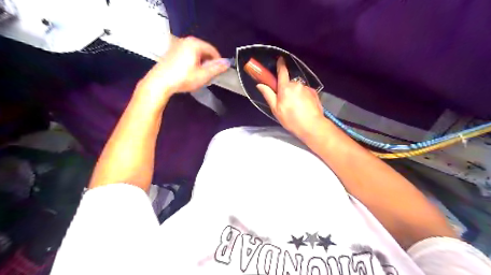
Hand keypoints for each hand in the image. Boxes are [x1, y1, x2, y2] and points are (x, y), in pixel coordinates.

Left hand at [138, 36, 229, 100]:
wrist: (160, 83)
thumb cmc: (181, 78)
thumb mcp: (203, 75)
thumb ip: (216, 68)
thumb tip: (226, 63)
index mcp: (194, 44)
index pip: (212, 50)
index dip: (218, 61)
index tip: (219, 70)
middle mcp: (185, 41)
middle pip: (203, 51)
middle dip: (208, 63)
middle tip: (209, 75)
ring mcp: (177, 46)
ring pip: (195, 54)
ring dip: (200, 64)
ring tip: (199, 76)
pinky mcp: (171, 52)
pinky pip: (187, 55)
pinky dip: (191, 63)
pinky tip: (189, 74)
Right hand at [257, 57, 324, 138]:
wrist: (312, 125)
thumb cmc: (291, 119)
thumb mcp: (276, 109)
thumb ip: (268, 95)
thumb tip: (260, 85)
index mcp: (285, 88)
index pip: (282, 72)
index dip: (280, 65)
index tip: (280, 59)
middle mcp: (296, 84)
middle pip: (289, 83)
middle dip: (287, 89)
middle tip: (286, 102)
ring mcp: (306, 88)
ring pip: (298, 88)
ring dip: (295, 94)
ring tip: (296, 107)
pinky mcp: (314, 92)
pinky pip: (305, 92)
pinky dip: (303, 97)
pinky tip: (304, 107)